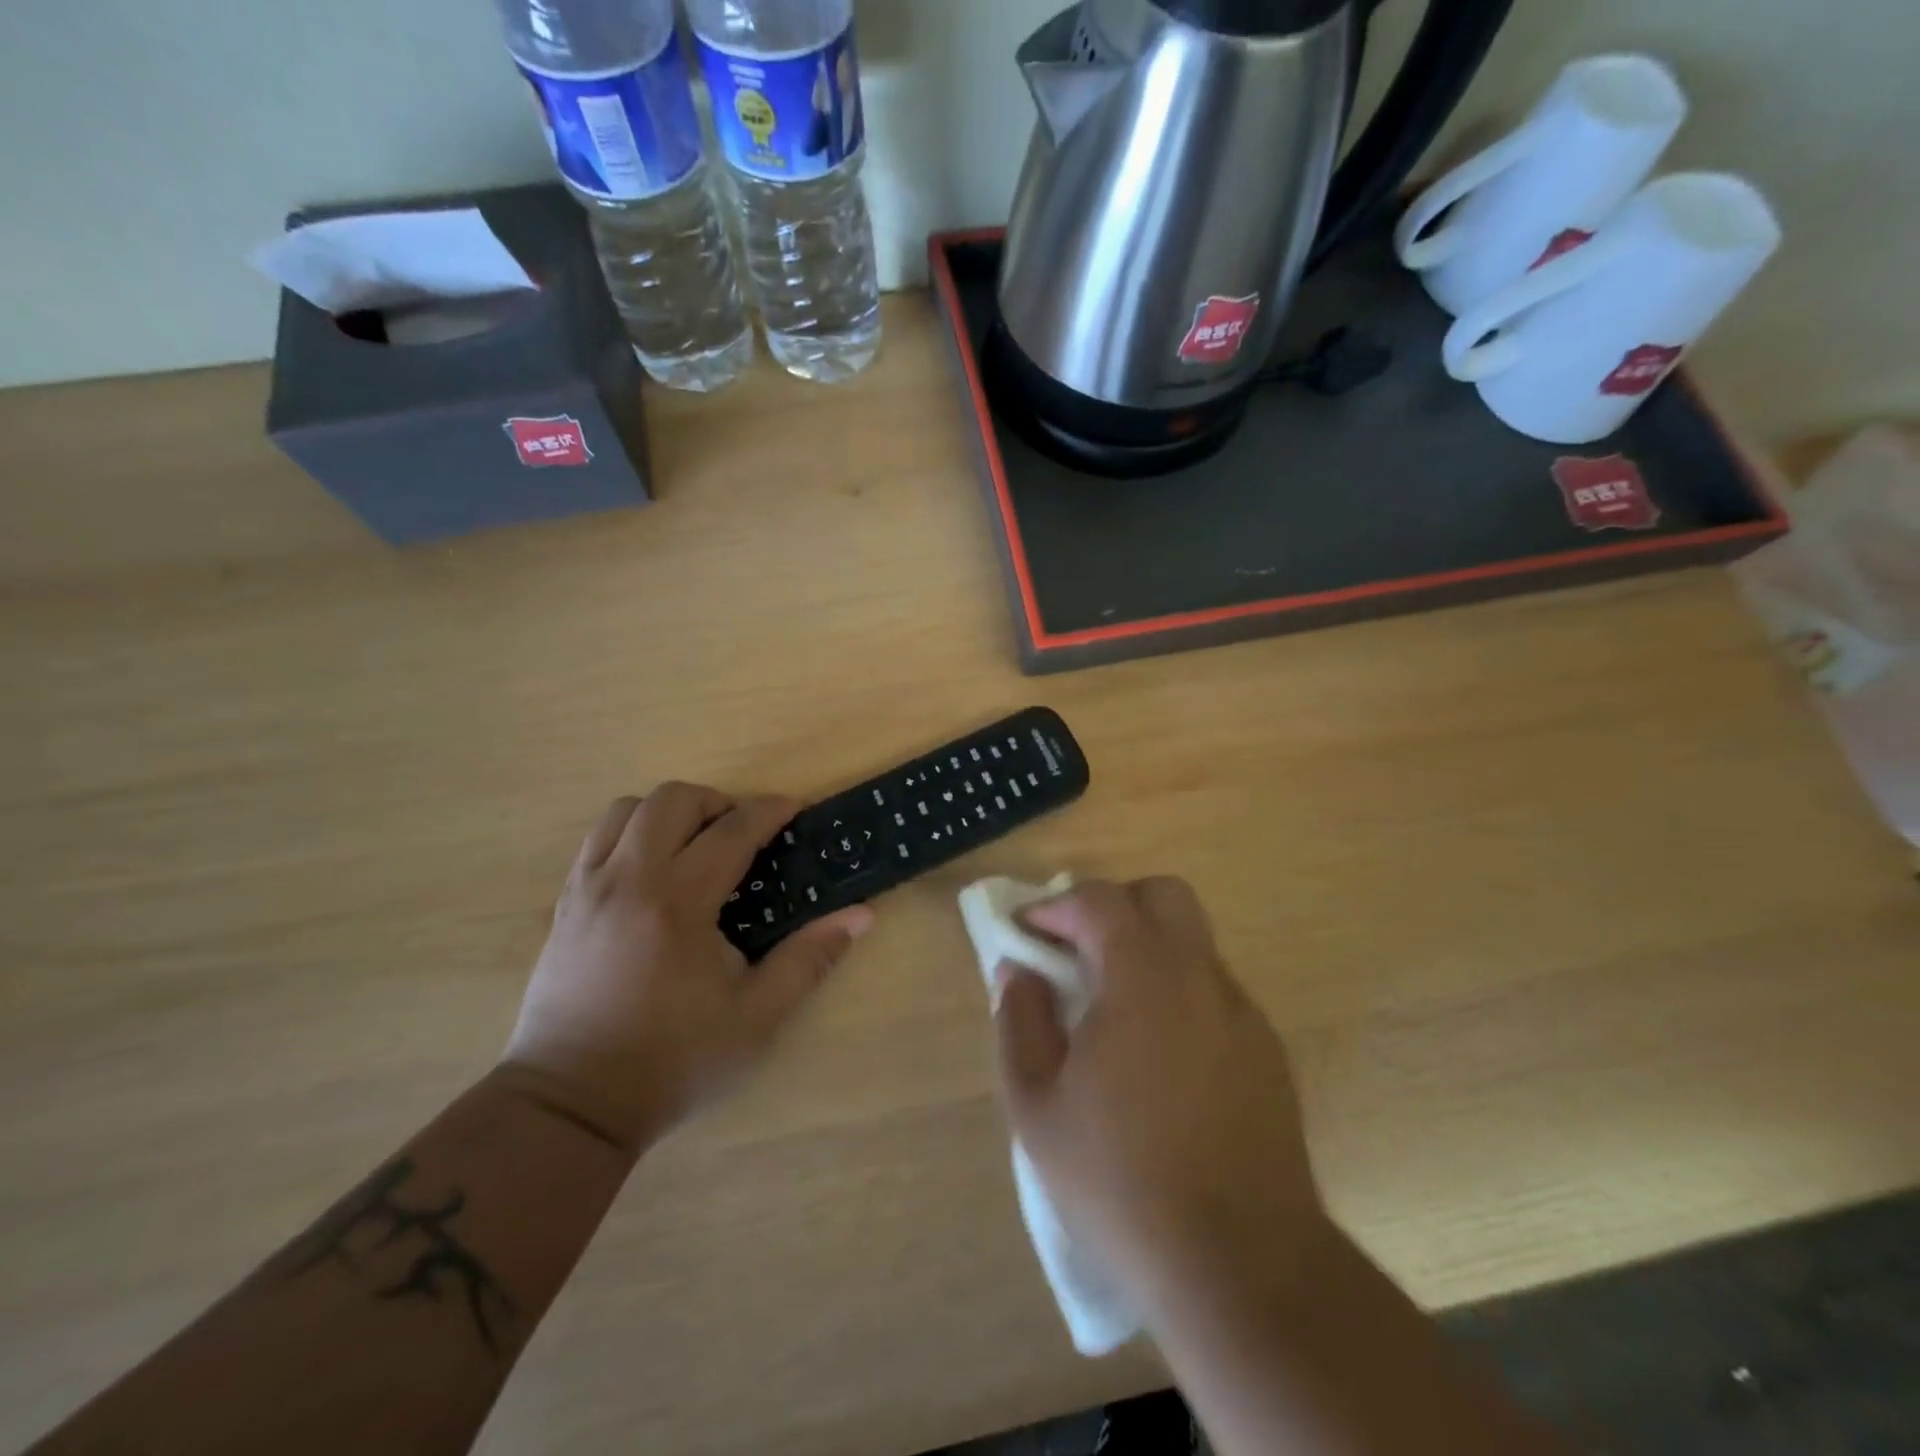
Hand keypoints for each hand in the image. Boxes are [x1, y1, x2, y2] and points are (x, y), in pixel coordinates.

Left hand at [503, 785, 871, 1154]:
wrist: (571, 1105)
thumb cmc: (672, 1061)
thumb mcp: (756, 1018)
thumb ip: (809, 959)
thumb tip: (860, 915)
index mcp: (678, 905)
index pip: (732, 830)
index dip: (770, 810)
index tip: (795, 810)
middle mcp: (629, 881)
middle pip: (673, 799)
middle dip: (719, 803)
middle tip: (744, 836)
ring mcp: (588, 888)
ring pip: (628, 809)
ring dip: (671, 813)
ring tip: (696, 847)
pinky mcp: (565, 903)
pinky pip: (598, 838)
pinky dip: (633, 833)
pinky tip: (655, 871)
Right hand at [993, 879, 1327, 1312]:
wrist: (1241, 1266)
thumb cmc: (1120, 1180)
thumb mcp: (1037, 1105)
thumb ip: (1019, 1021)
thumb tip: (1018, 970)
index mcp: (1144, 977)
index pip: (1100, 901)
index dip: (1055, 906)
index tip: (1027, 932)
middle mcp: (1201, 977)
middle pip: (1163, 895)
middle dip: (1113, 906)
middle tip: (1077, 950)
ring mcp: (1243, 1012)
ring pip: (1193, 942)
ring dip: (1147, 948)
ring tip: (1111, 1005)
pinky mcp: (1268, 1050)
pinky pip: (1213, 990)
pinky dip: (1177, 989)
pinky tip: (1156, 1053)